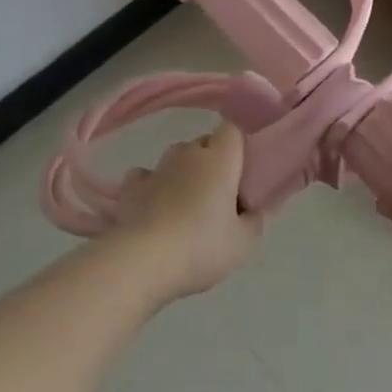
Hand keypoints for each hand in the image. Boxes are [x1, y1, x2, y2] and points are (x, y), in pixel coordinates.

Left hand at [112, 122, 262, 299]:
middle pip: (204, 144)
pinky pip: (145, 176)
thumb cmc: (201, 246)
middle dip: (212, 162)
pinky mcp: (131, 187)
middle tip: (219, 196)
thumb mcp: (243, 243)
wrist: (142, 262)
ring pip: (176, 159)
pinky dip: (152, 186)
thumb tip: (261, 207)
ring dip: (183, 174)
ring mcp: (157, 168)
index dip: (238, 146)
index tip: (243, 172)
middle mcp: (188, 153)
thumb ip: (257, 219)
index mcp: (220, 158)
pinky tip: (154, 207)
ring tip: (186, 206)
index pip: (232, 130)